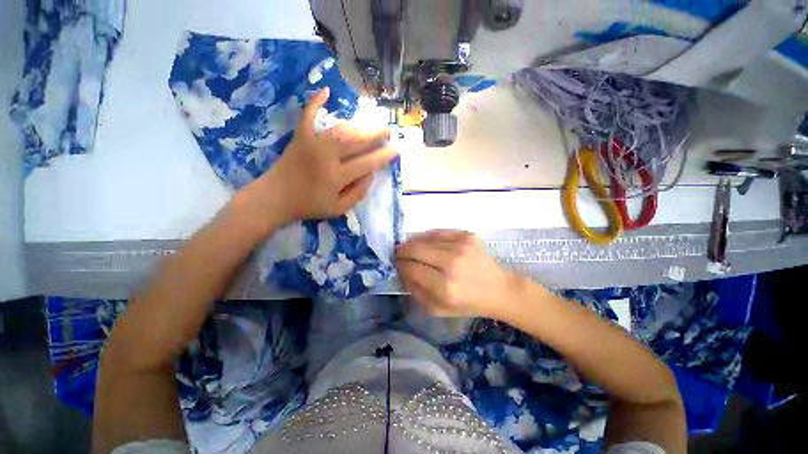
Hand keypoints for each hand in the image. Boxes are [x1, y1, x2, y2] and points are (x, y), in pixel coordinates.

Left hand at [239, 87, 397, 228]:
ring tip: (371, 125)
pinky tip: (326, 90)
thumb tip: (371, 174)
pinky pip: (308, 116)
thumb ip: (358, 192)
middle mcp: (327, 156)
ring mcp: (312, 143)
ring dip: (359, 125)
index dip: (384, 156)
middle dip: (375, 133)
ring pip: (340, 129)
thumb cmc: (309, 205)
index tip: (396, 149)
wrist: (275, 198)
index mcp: (337, 177)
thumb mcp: (339, 209)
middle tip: (388, 130)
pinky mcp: (300, 137)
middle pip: (356, 141)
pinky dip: (316, 102)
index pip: (367, 163)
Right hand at [396, 230, 524, 318]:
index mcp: (445, 287)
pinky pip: (439, 232)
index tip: (398, 265)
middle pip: (415, 249)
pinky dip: (429, 237)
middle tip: (400, 254)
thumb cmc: (468, 304)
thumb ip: (415, 291)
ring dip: (414, 243)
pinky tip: (427, 243)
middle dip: (403, 251)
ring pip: (425, 239)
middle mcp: (452, 263)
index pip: (411, 268)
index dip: (400, 265)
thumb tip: (402, 271)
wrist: (499, 289)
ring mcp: (461, 246)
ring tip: (412, 248)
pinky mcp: (467, 235)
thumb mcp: (438, 309)